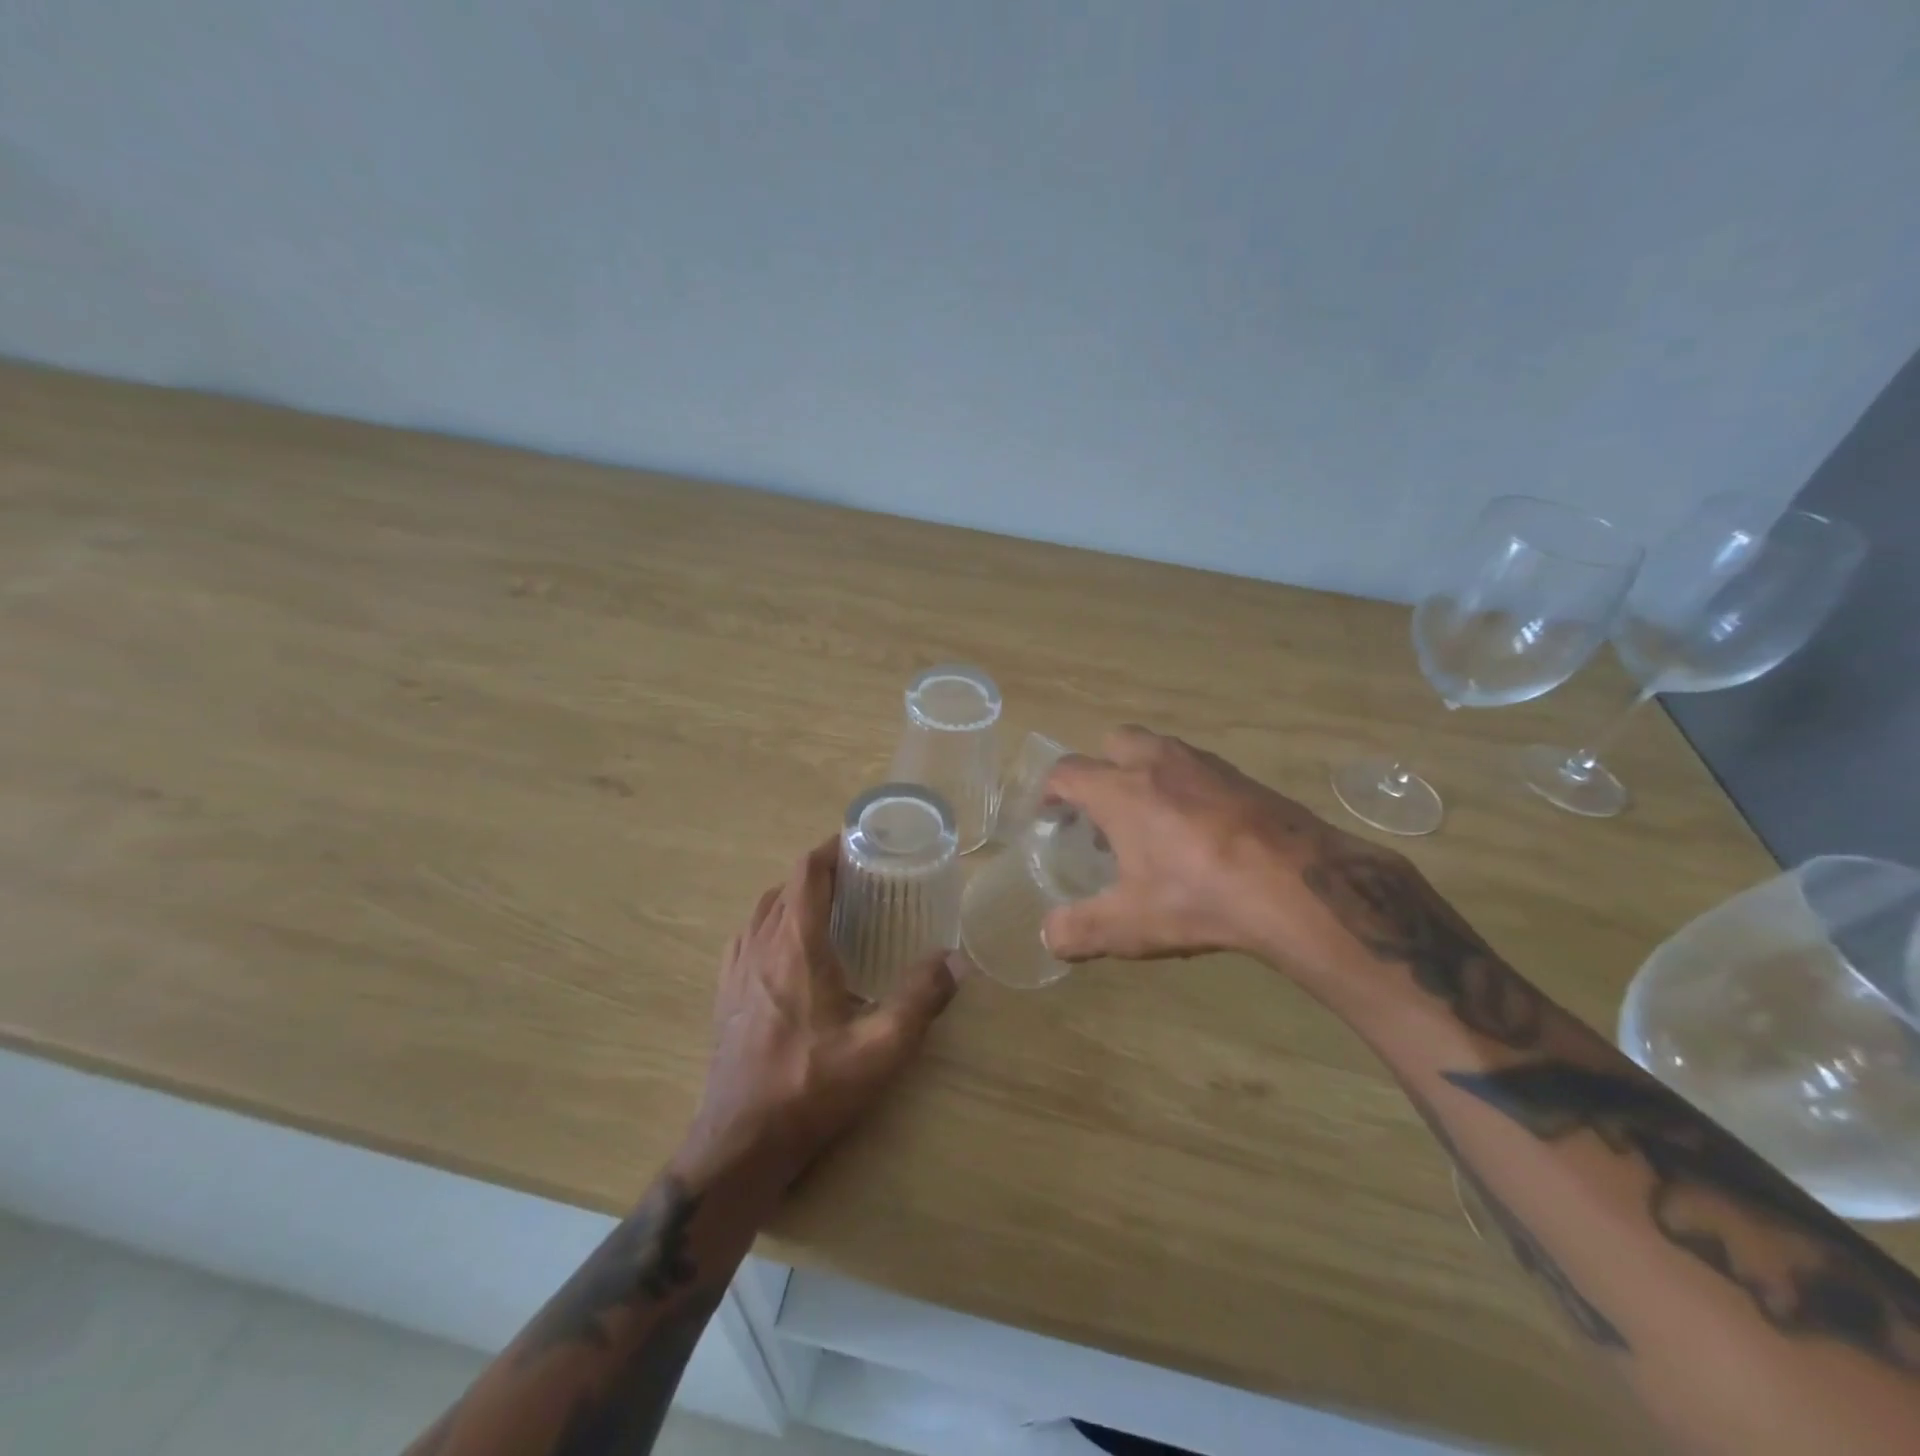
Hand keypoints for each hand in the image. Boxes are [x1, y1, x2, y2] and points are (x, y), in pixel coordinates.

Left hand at [683, 839, 961, 1190]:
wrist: (740, 1143)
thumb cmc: (810, 1087)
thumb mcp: (880, 1047)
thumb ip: (921, 998)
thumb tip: (958, 960)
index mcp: (795, 945)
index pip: (807, 872)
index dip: (831, 848)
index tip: (859, 841)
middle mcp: (760, 945)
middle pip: (786, 886)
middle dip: (820, 872)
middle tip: (859, 879)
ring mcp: (736, 970)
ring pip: (764, 910)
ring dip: (794, 897)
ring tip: (830, 909)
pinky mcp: (725, 994)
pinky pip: (748, 938)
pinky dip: (772, 925)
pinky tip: (791, 953)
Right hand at [1040, 726, 1406, 979]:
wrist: (1298, 886)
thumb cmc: (1199, 897)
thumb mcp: (1130, 925)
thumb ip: (1079, 930)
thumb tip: (1048, 937)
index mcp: (1120, 791)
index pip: (1067, 772)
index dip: (1050, 790)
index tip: (1048, 812)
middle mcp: (1158, 764)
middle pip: (1114, 742)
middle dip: (1100, 769)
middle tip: (1103, 812)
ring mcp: (1205, 765)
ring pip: (1159, 750)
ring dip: (1143, 774)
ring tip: (1150, 822)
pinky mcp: (1243, 777)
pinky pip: (1198, 768)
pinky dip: (1184, 786)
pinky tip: (1199, 831)